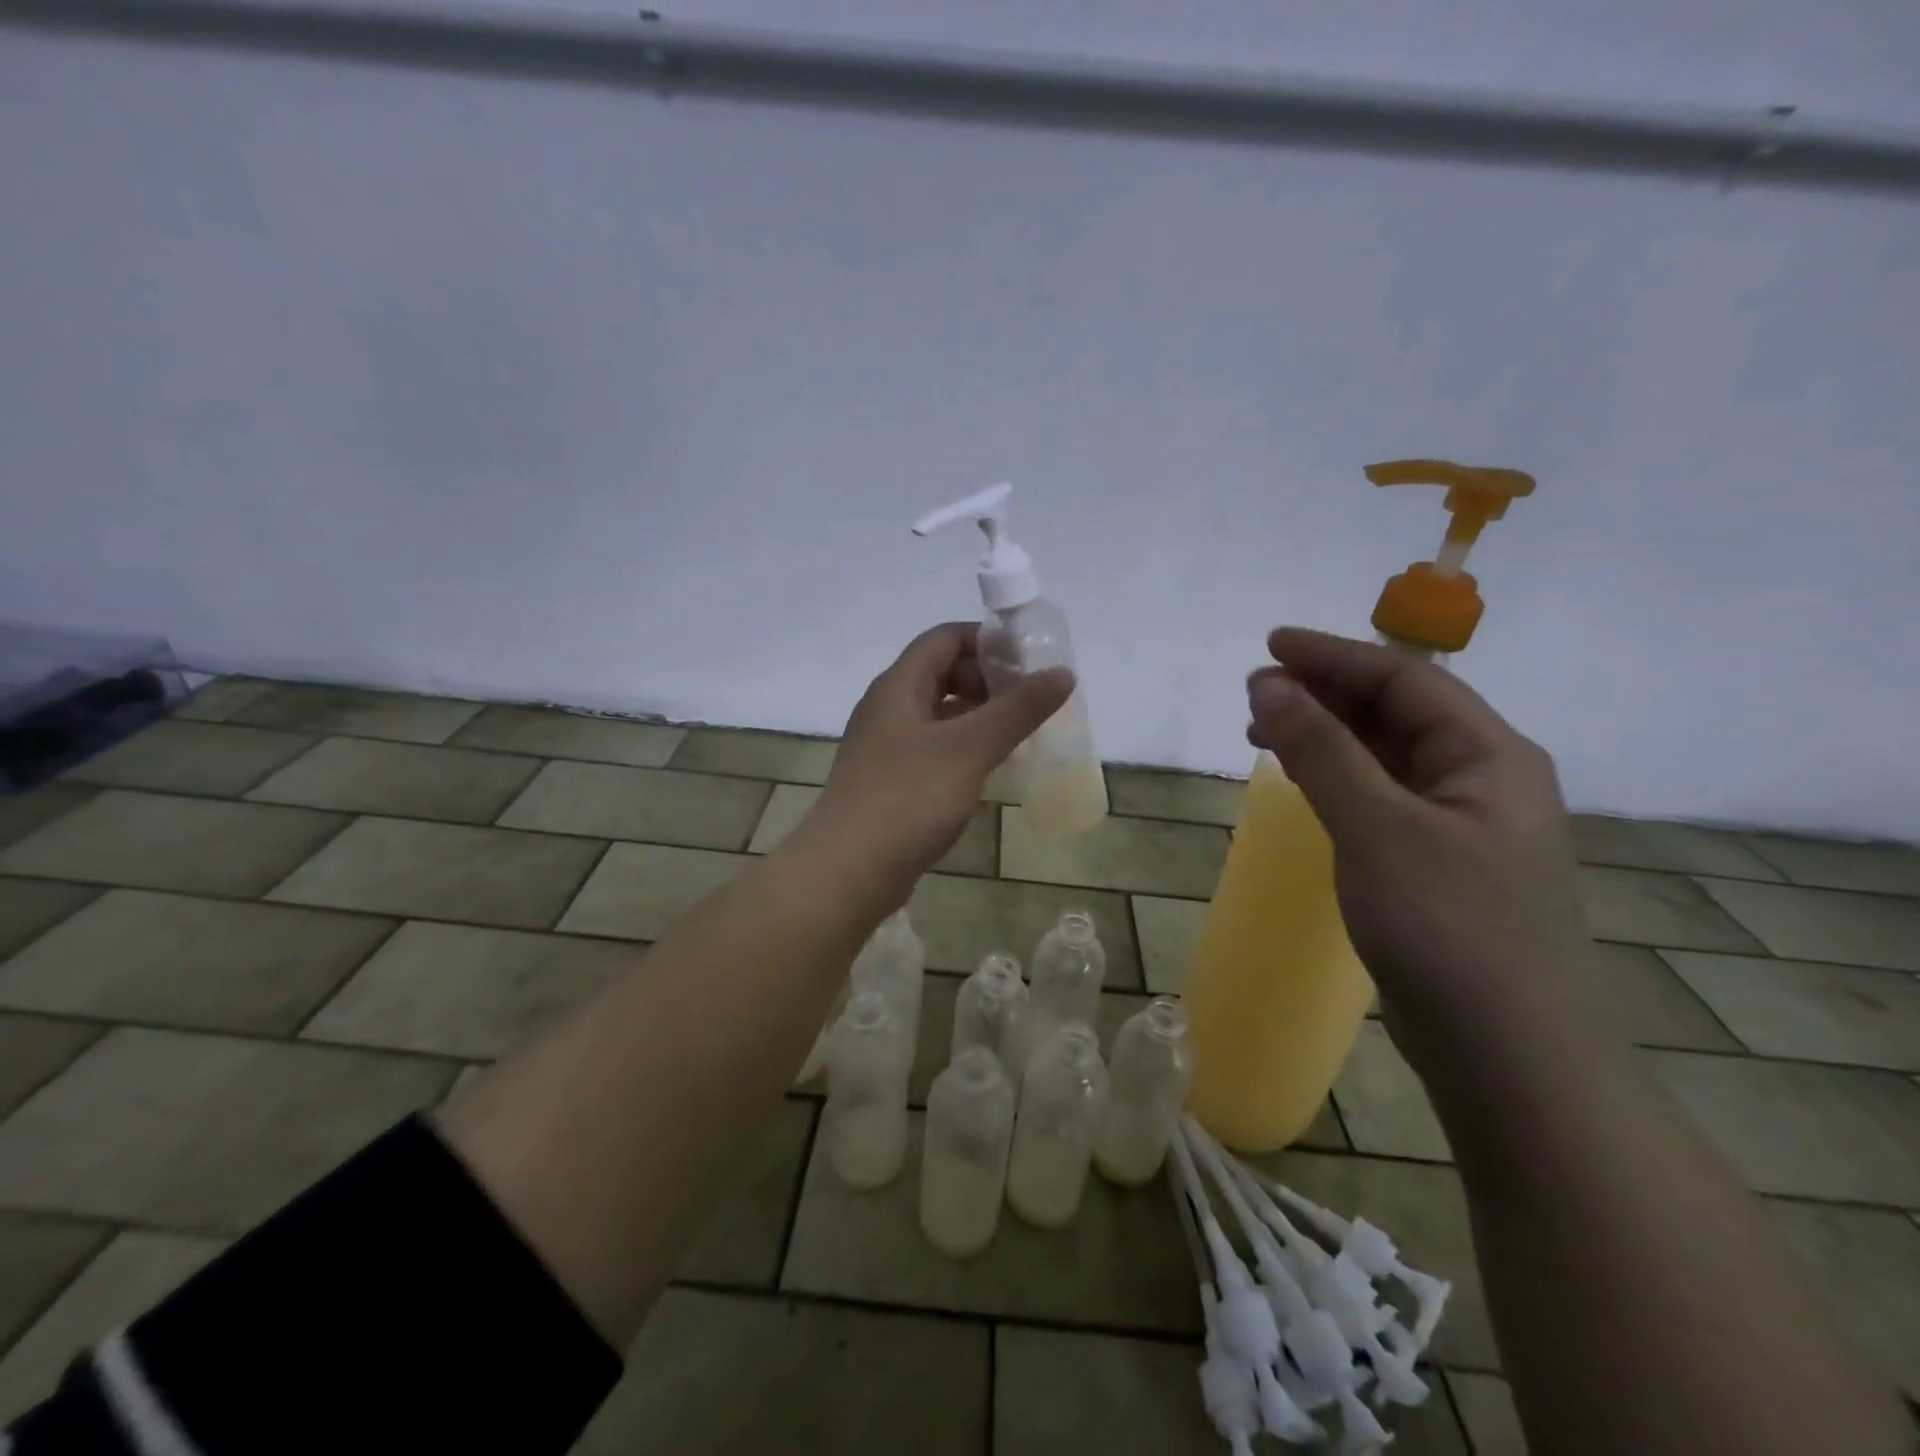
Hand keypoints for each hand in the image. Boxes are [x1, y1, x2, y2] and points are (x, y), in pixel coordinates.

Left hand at [812, 622, 1072, 876]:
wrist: (848, 870)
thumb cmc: (908, 799)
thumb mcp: (969, 748)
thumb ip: (1017, 710)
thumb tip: (1062, 673)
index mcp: (899, 686)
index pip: (945, 638)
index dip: (988, 640)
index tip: (1030, 661)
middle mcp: (888, 707)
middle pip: (943, 673)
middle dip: (989, 681)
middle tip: (1030, 702)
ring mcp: (887, 745)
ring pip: (940, 713)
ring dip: (979, 717)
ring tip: (1021, 734)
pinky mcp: (891, 779)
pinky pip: (934, 747)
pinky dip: (964, 748)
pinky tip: (990, 769)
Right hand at [1247, 629, 1597, 1062]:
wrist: (1511, 1055)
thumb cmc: (1449, 927)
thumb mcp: (1377, 827)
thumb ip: (1321, 750)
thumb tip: (1269, 685)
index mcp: (1488, 755)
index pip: (1403, 679)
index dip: (1332, 656)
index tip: (1268, 646)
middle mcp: (1481, 779)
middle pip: (1396, 712)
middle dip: (1324, 694)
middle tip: (1255, 694)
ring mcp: (1460, 825)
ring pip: (1385, 755)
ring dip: (1326, 735)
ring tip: (1264, 733)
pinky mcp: (1435, 864)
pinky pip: (1379, 796)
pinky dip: (1336, 778)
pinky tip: (1304, 783)